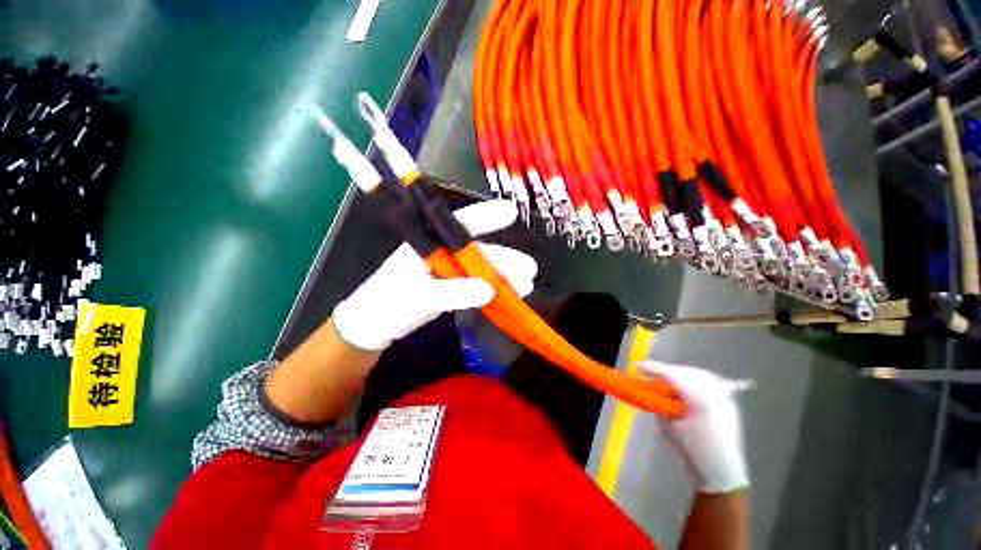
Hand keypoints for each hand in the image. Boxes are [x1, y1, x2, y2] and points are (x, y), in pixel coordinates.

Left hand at [332, 200, 536, 350]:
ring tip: (526, 287)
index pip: (459, 224)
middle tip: (530, 271)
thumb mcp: (418, 298)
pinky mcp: (448, 288)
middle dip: (505, 259)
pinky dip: (492, 290)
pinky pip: (474, 285)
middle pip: (477, 251)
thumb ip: (453, 293)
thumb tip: (490, 290)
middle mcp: (439, 254)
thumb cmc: (386, 306)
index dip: (485, 216)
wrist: (370, 327)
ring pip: (479, 269)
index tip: (511, 213)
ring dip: (503, 277)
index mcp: (427, 245)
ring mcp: (445, 271)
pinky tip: (508, 295)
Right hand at [639, 362, 750, 493]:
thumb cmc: (692, 451)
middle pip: (686, 373)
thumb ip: (659, 404)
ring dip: (681, 374)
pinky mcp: (729, 403)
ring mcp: (724, 398)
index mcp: (699, 400)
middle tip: (652, 372)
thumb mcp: (668, 427)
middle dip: (668, 371)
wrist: (721, 471)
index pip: (672, 376)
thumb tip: (651, 390)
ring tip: (668, 378)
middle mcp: (715, 394)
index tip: (639, 367)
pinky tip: (687, 383)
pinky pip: (711, 382)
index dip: (654, 369)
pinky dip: (695, 379)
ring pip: (699, 375)